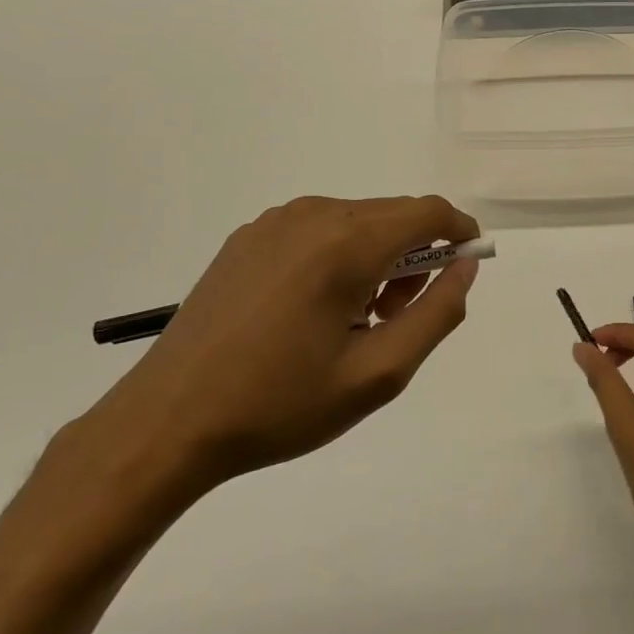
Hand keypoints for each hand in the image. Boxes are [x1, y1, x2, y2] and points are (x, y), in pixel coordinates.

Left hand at [84, 196, 480, 496]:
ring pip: (357, 221)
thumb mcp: (378, 373)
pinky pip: (318, 230)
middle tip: (399, 316)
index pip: (429, 211)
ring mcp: (274, 222)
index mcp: (346, 242)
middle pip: (393, 215)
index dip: (460, 232)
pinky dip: (339, 256)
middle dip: (416, 255)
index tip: (466, 268)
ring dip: (378, 257)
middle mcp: (312, 215)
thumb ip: (437, 313)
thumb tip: (465, 267)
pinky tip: (314, 309)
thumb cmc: (281, 404)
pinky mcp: (248, 237)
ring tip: (356, 319)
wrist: (168, 422)